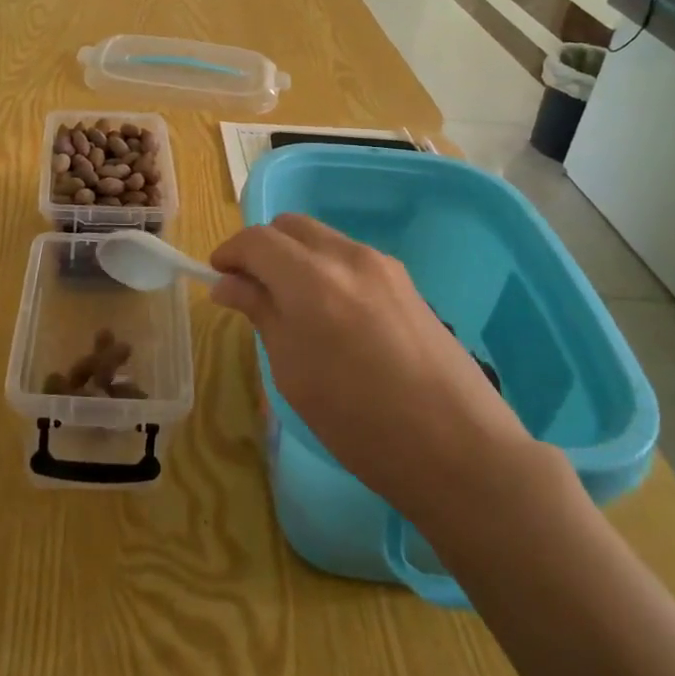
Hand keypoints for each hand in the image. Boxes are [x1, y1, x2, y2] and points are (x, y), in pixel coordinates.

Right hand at [210, 215, 534, 526]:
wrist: (457, 448)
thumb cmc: (358, 421)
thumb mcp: (293, 371)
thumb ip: (260, 313)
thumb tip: (227, 283)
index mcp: (311, 278)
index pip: (257, 239)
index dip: (230, 253)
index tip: (217, 278)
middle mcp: (347, 257)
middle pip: (290, 226)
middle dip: (262, 248)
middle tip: (249, 289)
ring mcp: (383, 265)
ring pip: (322, 239)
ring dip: (295, 258)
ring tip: (289, 306)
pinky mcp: (407, 283)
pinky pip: (351, 259)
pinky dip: (325, 269)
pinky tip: (330, 314)